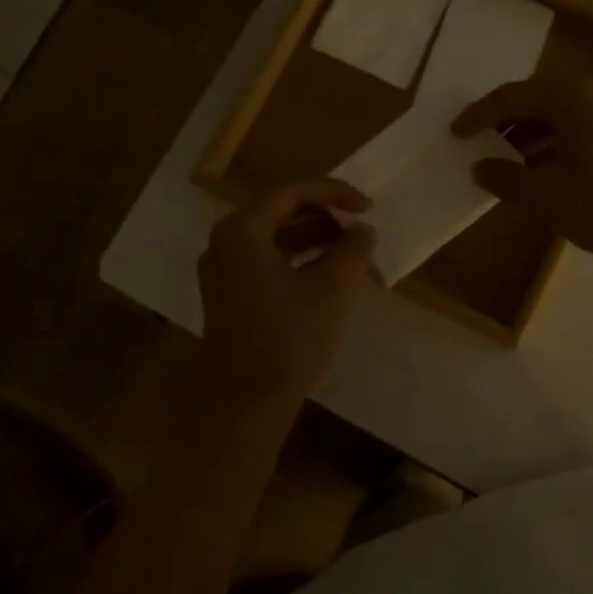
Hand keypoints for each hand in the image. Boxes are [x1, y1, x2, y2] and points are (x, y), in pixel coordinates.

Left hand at [198, 180, 377, 398]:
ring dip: (316, 240)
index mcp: (242, 231)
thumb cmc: (289, 338)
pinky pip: (269, 262)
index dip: (334, 193)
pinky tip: (331, 276)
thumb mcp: (333, 288)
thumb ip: (353, 249)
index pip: (292, 192)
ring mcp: (224, 272)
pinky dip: (301, 261)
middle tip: (360, 230)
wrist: (245, 402)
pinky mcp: (231, 296)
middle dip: (326, 217)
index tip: (367, 207)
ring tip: (354, 254)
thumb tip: (363, 230)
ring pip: (276, 239)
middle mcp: (226, 244)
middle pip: (281, 211)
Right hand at [451, 77, 592, 269]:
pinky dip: (554, 142)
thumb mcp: (544, 195)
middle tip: (480, 142)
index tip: (456, 134)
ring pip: (560, 113)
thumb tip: (481, 168)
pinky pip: (579, 127)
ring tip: (506, 160)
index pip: (512, 97)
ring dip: (530, 133)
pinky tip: (541, 170)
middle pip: (537, 98)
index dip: (479, 116)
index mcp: (570, 98)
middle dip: (505, 121)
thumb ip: (505, 177)